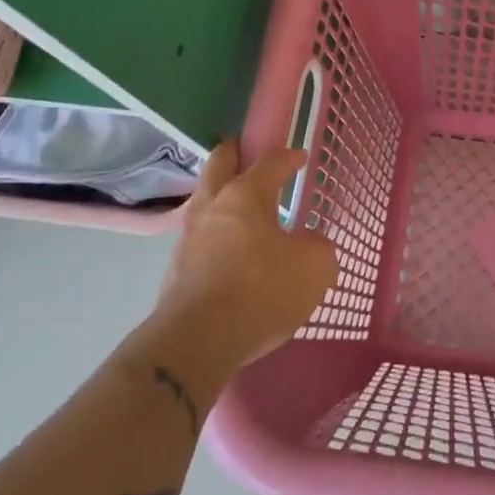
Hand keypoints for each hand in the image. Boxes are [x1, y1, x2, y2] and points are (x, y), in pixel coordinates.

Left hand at [121, 139, 337, 396]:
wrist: (197, 342)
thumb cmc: (261, 291)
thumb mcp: (314, 268)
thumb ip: (317, 247)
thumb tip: (308, 243)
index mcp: (245, 195)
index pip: (270, 162)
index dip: (288, 157)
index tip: (300, 158)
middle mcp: (212, 207)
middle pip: (219, 164)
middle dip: (235, 153)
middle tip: (248, 152)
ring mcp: (188, 237)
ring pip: (205, 201)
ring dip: (222, 195)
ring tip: (243, 207)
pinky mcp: (176, 270)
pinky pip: (201, 237)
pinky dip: (217, 233)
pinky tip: (232, 251)